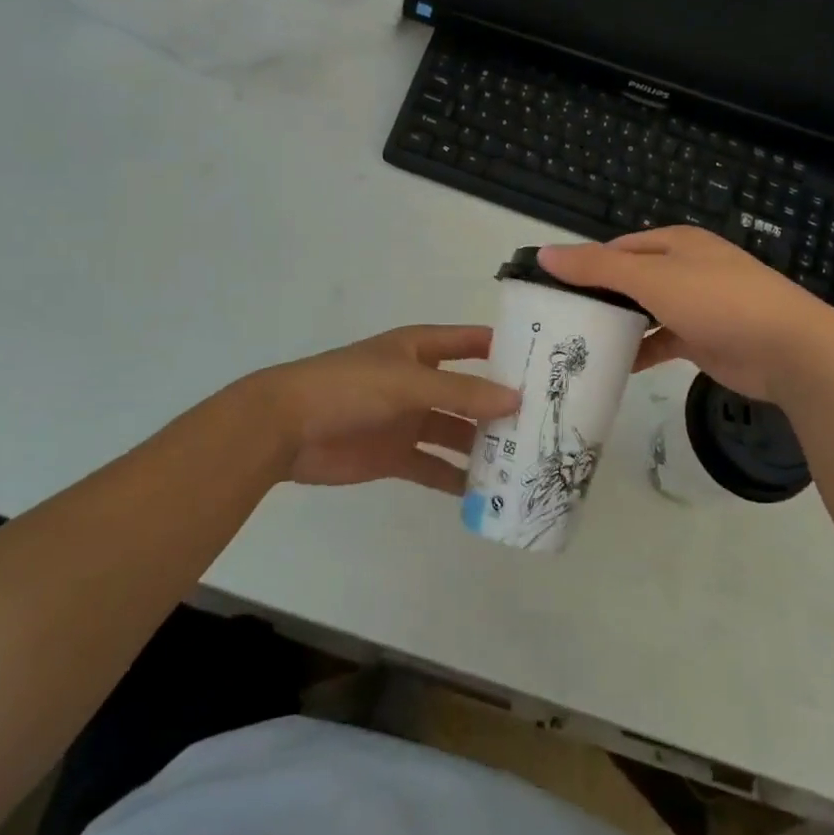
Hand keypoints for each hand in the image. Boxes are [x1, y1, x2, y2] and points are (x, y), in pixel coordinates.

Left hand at [234, 326, 518, 492]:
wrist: (286, 428)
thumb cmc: (350, 387)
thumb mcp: (409, 382)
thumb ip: (462, 393)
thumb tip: (517, 399)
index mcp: (420, 350)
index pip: (472, 342)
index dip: (505, 348)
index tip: (546, 363)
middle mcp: (419, 381)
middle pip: (469, 392)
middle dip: (501, 406)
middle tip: (545, 424)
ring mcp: (408, 419)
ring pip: (455, 432)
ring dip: (483, 446)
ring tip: (524, 463)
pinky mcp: (395, 455)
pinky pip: (434, 465)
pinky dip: (455, 478)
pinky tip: (484, 492)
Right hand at [539, 228, 833, 404]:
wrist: (789, 349)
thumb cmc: (717, 300)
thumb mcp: (651, 277)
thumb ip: (596, 266)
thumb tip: (544, 253)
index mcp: (674, 243)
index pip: (616, 248)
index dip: (584, 265)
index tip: (550, 289)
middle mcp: (684, 268)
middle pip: (629, 279)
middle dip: (598, 297)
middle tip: (558, 320)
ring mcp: (696, 304)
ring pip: (644, 311)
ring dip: (618, 325)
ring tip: (576, 345)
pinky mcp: (704, 338)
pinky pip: (662, 340)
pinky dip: (641, 351)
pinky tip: (615, 366)